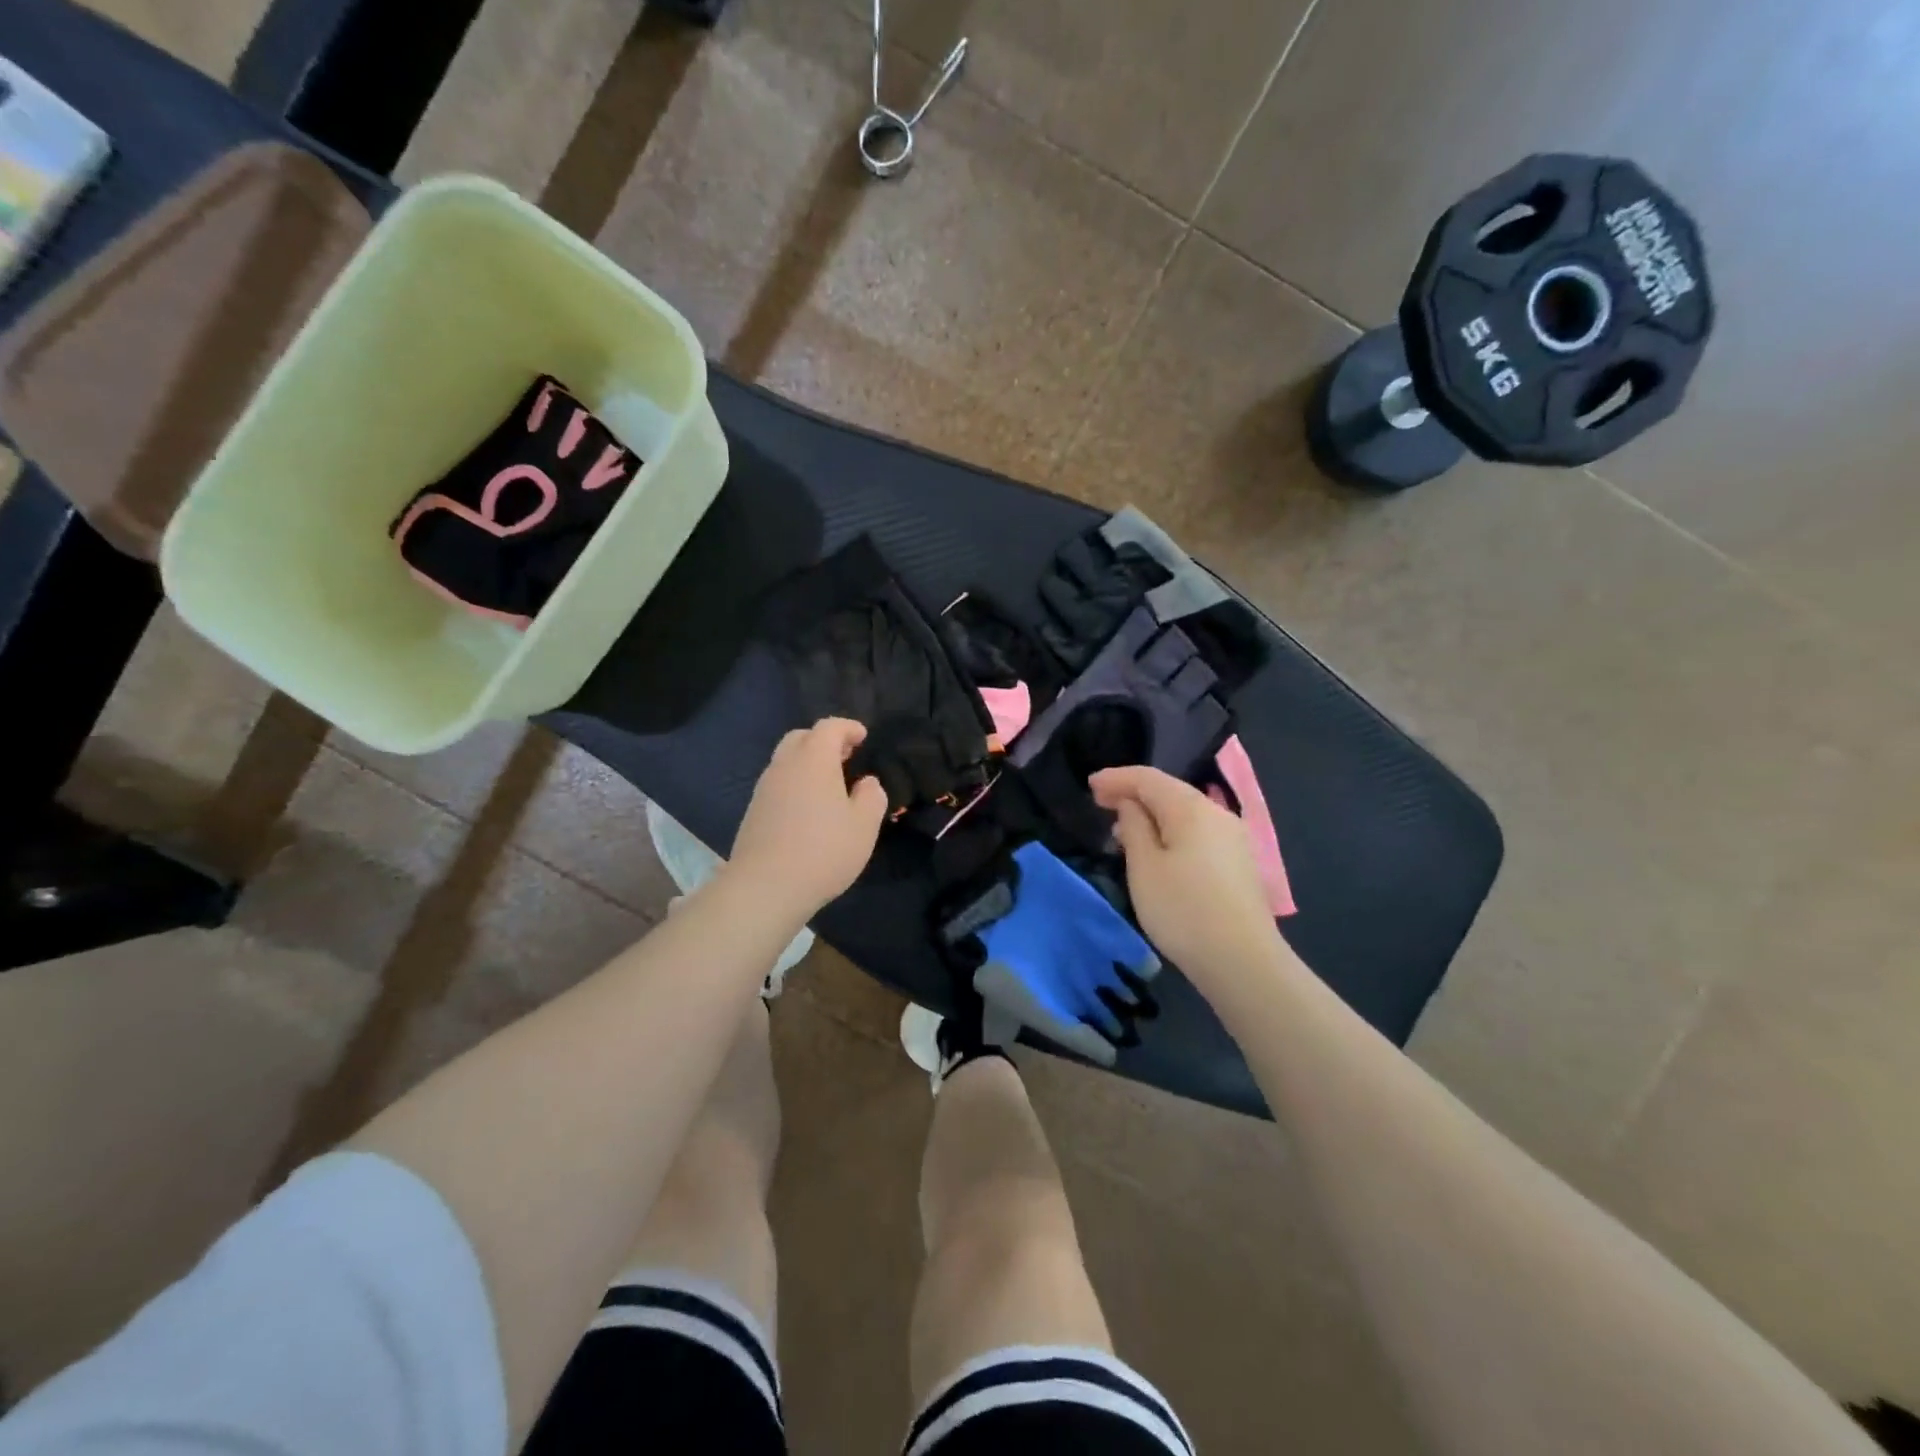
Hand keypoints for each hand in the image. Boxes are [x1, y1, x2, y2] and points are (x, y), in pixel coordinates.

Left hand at [726, 718, 887, 920]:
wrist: (765, 887)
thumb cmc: (823, 851)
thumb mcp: (864, 826)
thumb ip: (872, 796)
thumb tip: (867, 783)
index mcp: (813, 760)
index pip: (829, 727)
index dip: (848, 727)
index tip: (862, 736)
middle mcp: (784, 766)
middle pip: (801, 738)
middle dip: (824, 740)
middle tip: (845, 756)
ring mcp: (764, 789)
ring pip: (786, 761)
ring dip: (807, 763)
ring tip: (829, 784)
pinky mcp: (753, 812)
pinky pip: (777, 783)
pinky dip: (795, 783)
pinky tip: (808, 808)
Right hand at [1090, 765, 1279, 988]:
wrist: (1243, 961)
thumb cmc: (1183, 910)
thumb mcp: (1144, 867)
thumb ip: (1134, 827)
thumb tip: (1131, 804)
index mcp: (1191, 808)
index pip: (1148, 778)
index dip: (1117, 778)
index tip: (1090, 785)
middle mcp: (1217, 813)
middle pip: (1169, 791)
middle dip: (1134, 793)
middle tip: (1101, 803)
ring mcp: (1233, 838)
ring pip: (1185, 813)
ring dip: (1152, 815)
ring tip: (1123, 829)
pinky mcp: (1239, 862)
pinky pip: (1198, 833)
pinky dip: (1171, 831)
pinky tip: (1157, 850)